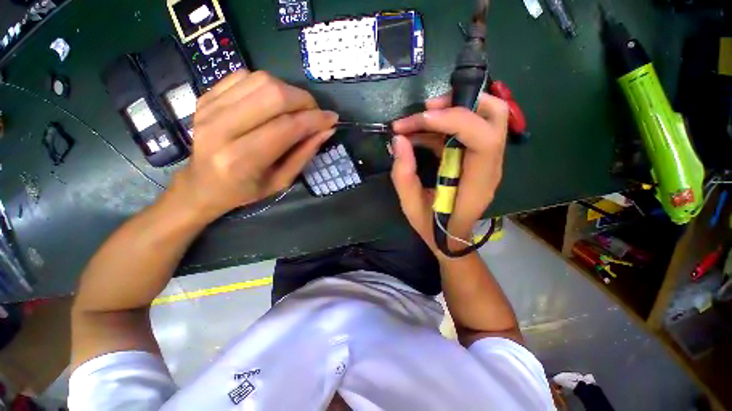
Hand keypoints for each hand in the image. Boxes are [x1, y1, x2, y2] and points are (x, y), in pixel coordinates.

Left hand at [170, 71, 337, 221]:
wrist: (202, 184)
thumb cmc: (246, 189)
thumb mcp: (282, 181)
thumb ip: (304, 154)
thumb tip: (327, 130)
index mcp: (242, 159)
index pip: (287, 127)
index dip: (315, 119)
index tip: (332, 119)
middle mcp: (221, 129)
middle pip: (273, 95)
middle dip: (304, 101)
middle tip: (315, 113)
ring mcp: (210, 108)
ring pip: (261, 81)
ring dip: (288, 91)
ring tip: (296, 109)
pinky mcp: (206, 97)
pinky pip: (244, 76)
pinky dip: (267, 85)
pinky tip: (273, 103)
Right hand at [390, 92, 507, 256]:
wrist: (451, 237)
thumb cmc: (433, 226)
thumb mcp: (411, 206)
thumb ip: (403, 175)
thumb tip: (398, 140)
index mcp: (477, 183)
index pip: (484, 139)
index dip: (455, 120)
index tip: (422, 117)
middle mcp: (489, 167)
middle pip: (495, 117)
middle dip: (461, 103)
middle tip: (427, 109)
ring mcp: (486, 160)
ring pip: (484, 117)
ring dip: (451, 110)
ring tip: (418, 119)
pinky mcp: (475, 158)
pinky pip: (466, 130)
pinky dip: (443, 125)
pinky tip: (419, 133)